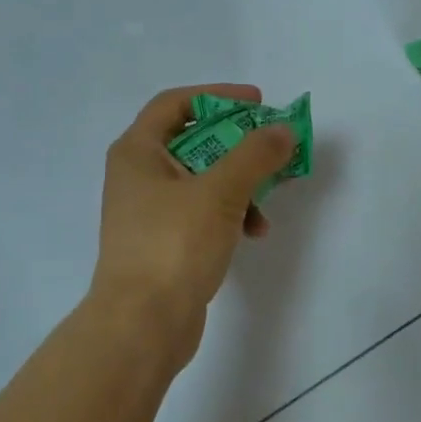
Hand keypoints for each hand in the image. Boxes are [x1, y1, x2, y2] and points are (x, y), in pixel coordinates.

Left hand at [87, 84, 296, 362]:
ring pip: (203, 180)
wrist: (141, 325)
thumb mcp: (220, 193)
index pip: (176, 103)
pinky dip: (229, 215)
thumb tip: (283, 131)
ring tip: (266, 205)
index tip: (259, 104)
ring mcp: (149, 212)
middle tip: (273, 150)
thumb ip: (255, 156)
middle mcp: (138, 175)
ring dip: (240, 185)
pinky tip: (253, 233)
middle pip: (194, 141)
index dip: (219, 96)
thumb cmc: (173, 246)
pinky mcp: (164, 243)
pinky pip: (202, 213)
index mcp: (138, 151)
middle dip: (238, 146)